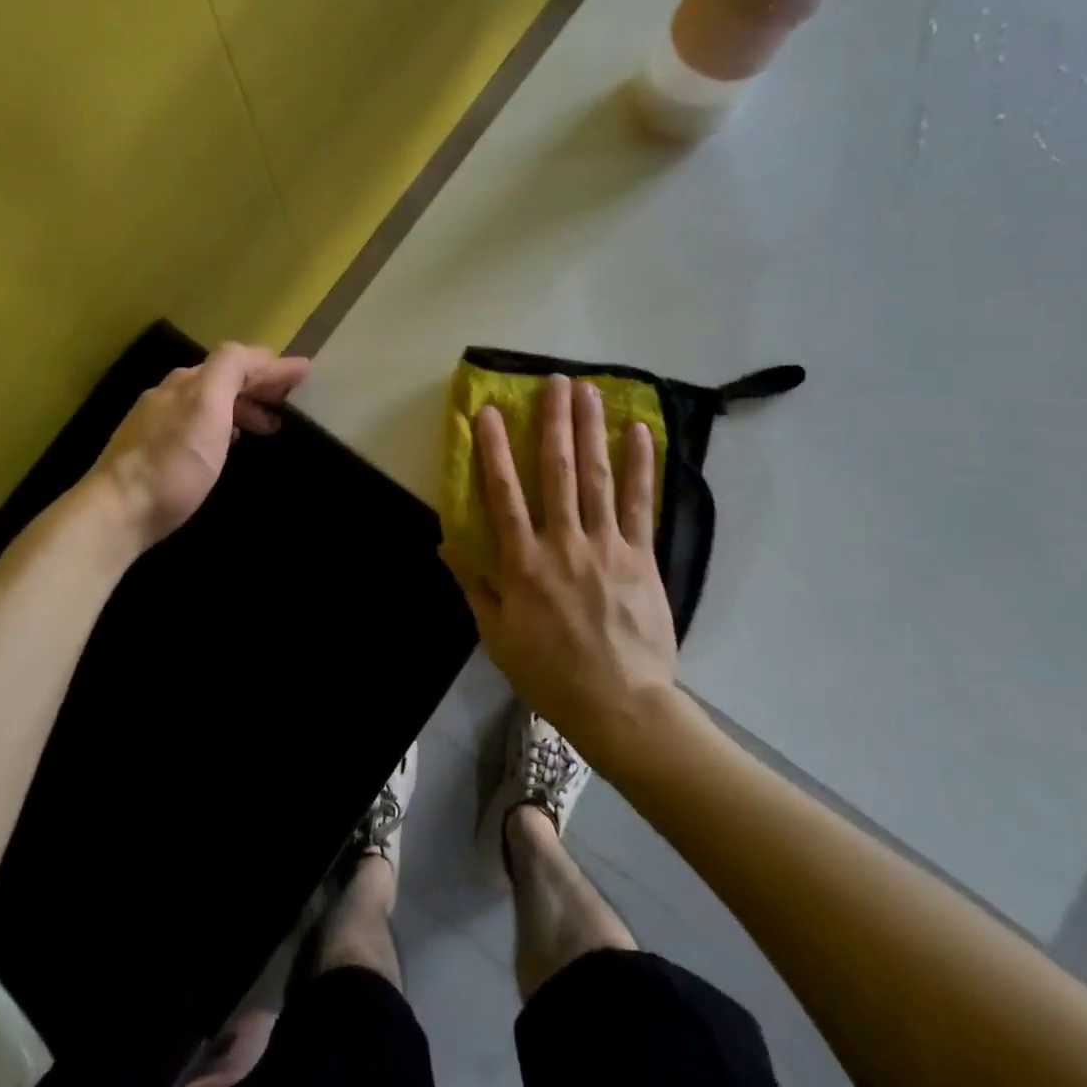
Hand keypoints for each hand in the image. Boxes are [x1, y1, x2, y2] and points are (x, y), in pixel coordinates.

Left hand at [87, 342, 308, 552]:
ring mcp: (157, 420)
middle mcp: (171, 393)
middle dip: (259, 383)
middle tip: (289, 398)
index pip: (237, 359)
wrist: (118, 512)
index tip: (304, 371)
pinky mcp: (150, 449)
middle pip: (222, 377)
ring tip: (268, 425)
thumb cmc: (173, 463)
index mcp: (189, 381)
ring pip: (209, 400)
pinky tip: (227, 442)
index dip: (273, 365)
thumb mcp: (207, 408)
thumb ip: (229, 371)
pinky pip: (196, 421)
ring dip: (243, 405)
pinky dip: (223, 423)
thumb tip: (256, 354)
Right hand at [449, 375, 680, 758]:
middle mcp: (563, 543)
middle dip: (554, 423)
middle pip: (557, 472)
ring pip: (597, 478)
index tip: (490, 412)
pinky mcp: (641, 556)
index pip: (504, 496)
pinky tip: (640, 433)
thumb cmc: (550, 672)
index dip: (494, 451)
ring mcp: (606, 546)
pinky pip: (640, 504)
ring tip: (590, 391)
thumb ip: (474, 586)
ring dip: (592, 430)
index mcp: (524, 564)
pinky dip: (641, 466)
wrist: (620, 705)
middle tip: (554, 381)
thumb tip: (445, 543)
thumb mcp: (497, 637)